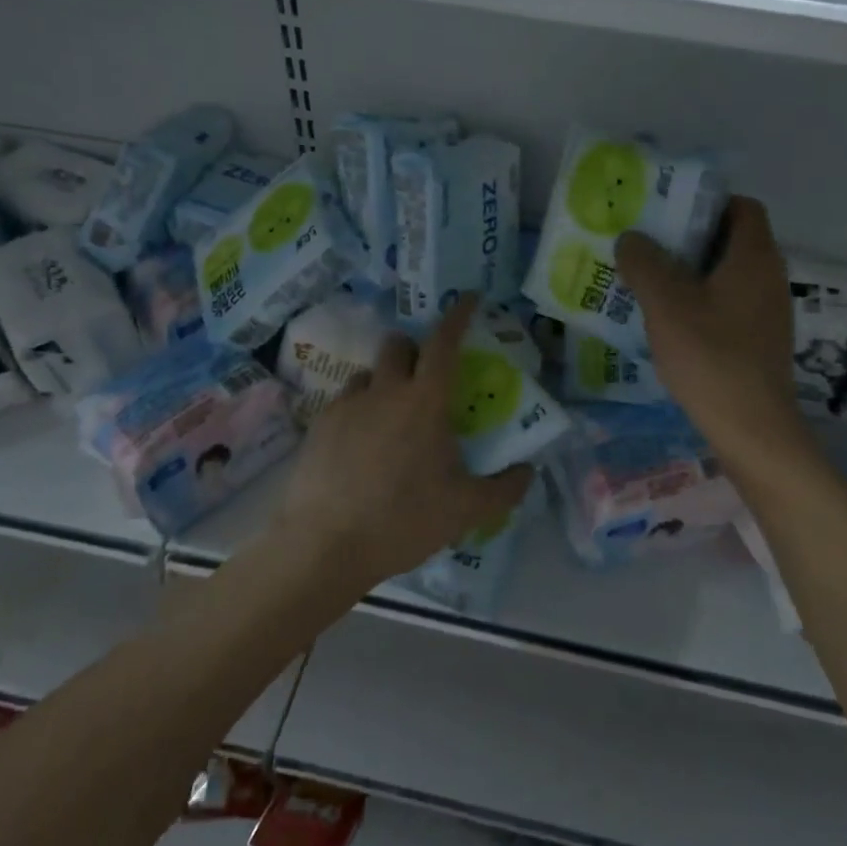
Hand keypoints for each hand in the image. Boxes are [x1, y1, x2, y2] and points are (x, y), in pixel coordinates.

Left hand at [275, 294, 533, 590]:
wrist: (325, 546)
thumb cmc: (403, 521)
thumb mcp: (466, 511)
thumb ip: (505, 488)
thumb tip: (527, 471)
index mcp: (424, 402)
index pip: (444, 343)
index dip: (458, 316)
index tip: (469, 299)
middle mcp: (384, 392)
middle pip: (398, 345)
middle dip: (414, 349)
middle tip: (426, 378)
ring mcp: (347, 406)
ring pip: (368, 373)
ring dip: (385, 381)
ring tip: (391, 417)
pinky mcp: (319, 426)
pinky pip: (345, 402)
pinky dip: (360, 410)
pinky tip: (361, 446)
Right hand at [616, 198, 807, 462]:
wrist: (753, 430)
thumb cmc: (711, 357)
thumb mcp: (666, 305)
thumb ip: (644, 263)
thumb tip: (631, 238)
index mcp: (754, 257)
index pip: (741, 206)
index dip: (706, 202)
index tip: (667, 214)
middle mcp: (769, 277)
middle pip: (731, 240)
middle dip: (688, 239)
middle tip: (646, 246)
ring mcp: (768, 312)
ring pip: (727, 275)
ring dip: (690, 273)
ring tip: (648, 283)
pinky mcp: (760, 340)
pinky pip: (728, 304)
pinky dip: (700, 302)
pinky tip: (669, 322)